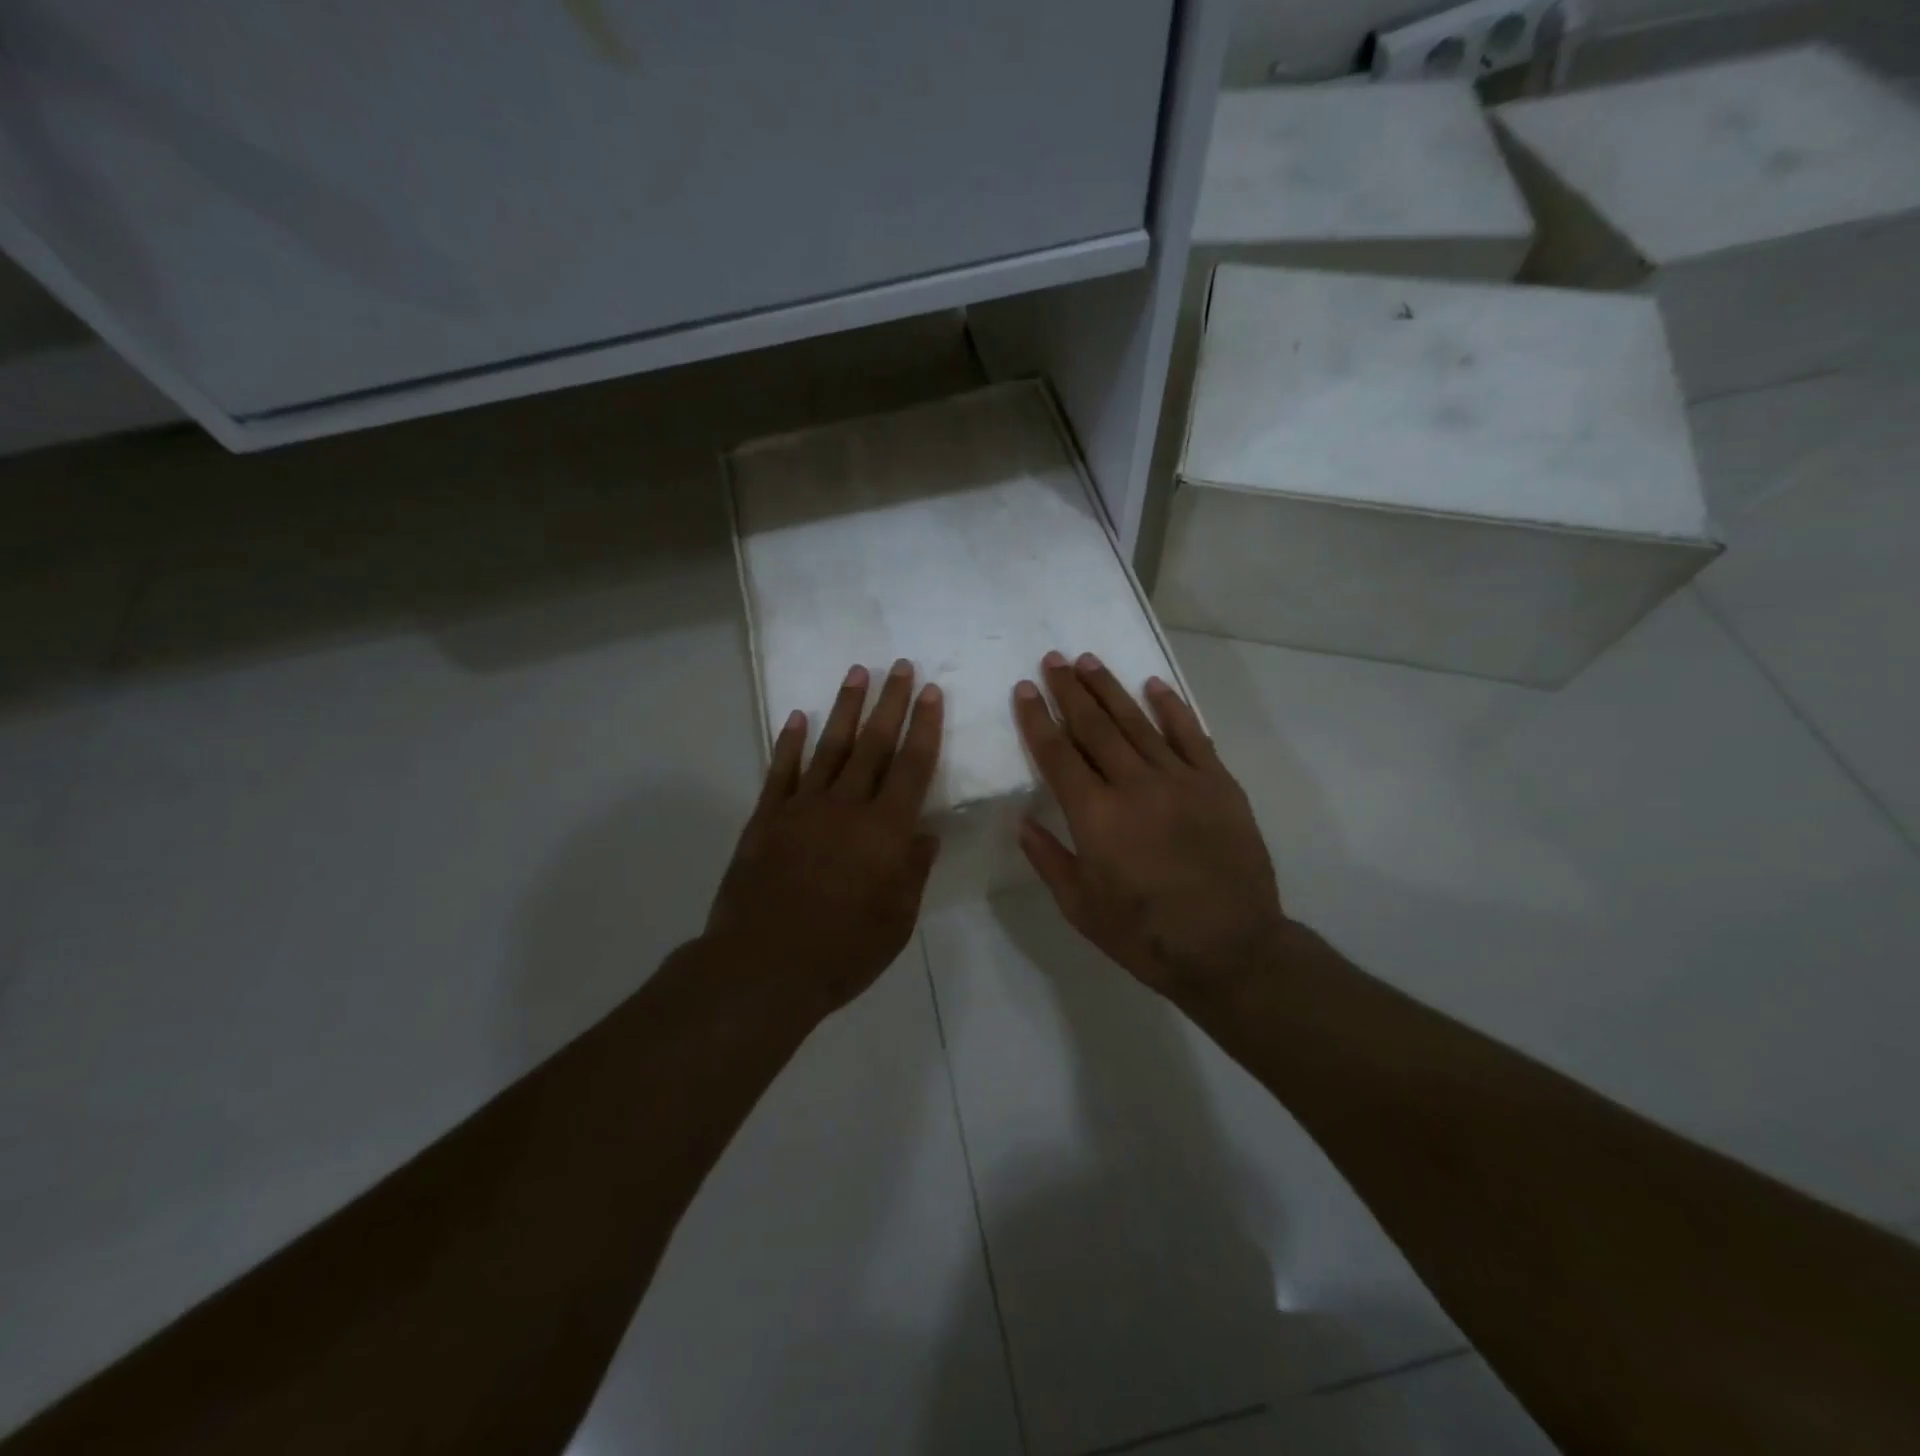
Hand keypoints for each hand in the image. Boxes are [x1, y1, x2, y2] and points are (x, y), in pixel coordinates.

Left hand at [706, 660, 943, 1018]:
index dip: (925, 727)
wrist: (762, 968)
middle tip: (902, 666)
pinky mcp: (766, 818)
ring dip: (845, 708)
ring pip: (830, 747)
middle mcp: (846, 807)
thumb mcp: (896, 921)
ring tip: (858, 673)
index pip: (912, 766)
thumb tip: (925, 835)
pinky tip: (799, 717)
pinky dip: (791, 743)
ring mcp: (802, 808)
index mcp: (885, 830)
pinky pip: (781, 771)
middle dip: (891, 703)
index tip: (932, 693)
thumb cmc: (842, 951)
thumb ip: (912, 872)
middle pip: (874, 744)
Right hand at [1013, 651, 1286, 1001]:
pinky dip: (1171, 707)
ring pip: (1137, 722)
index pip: (1057, 755)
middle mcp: (1133, 786)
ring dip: (1110, 689)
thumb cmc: (1146, 935)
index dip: (1037, 719)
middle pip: (1094, 727)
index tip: (1026, 688)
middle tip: (1053, 658)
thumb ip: (1049, 860)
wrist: (1231, 947)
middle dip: (1070, 690)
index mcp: (1095, 816)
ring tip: (1089, 660)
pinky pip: (1191, 735)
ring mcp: (1180, 779)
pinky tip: (1153, 685)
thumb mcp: (1081, 908)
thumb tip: (1022, 823)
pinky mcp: (1217, 783)